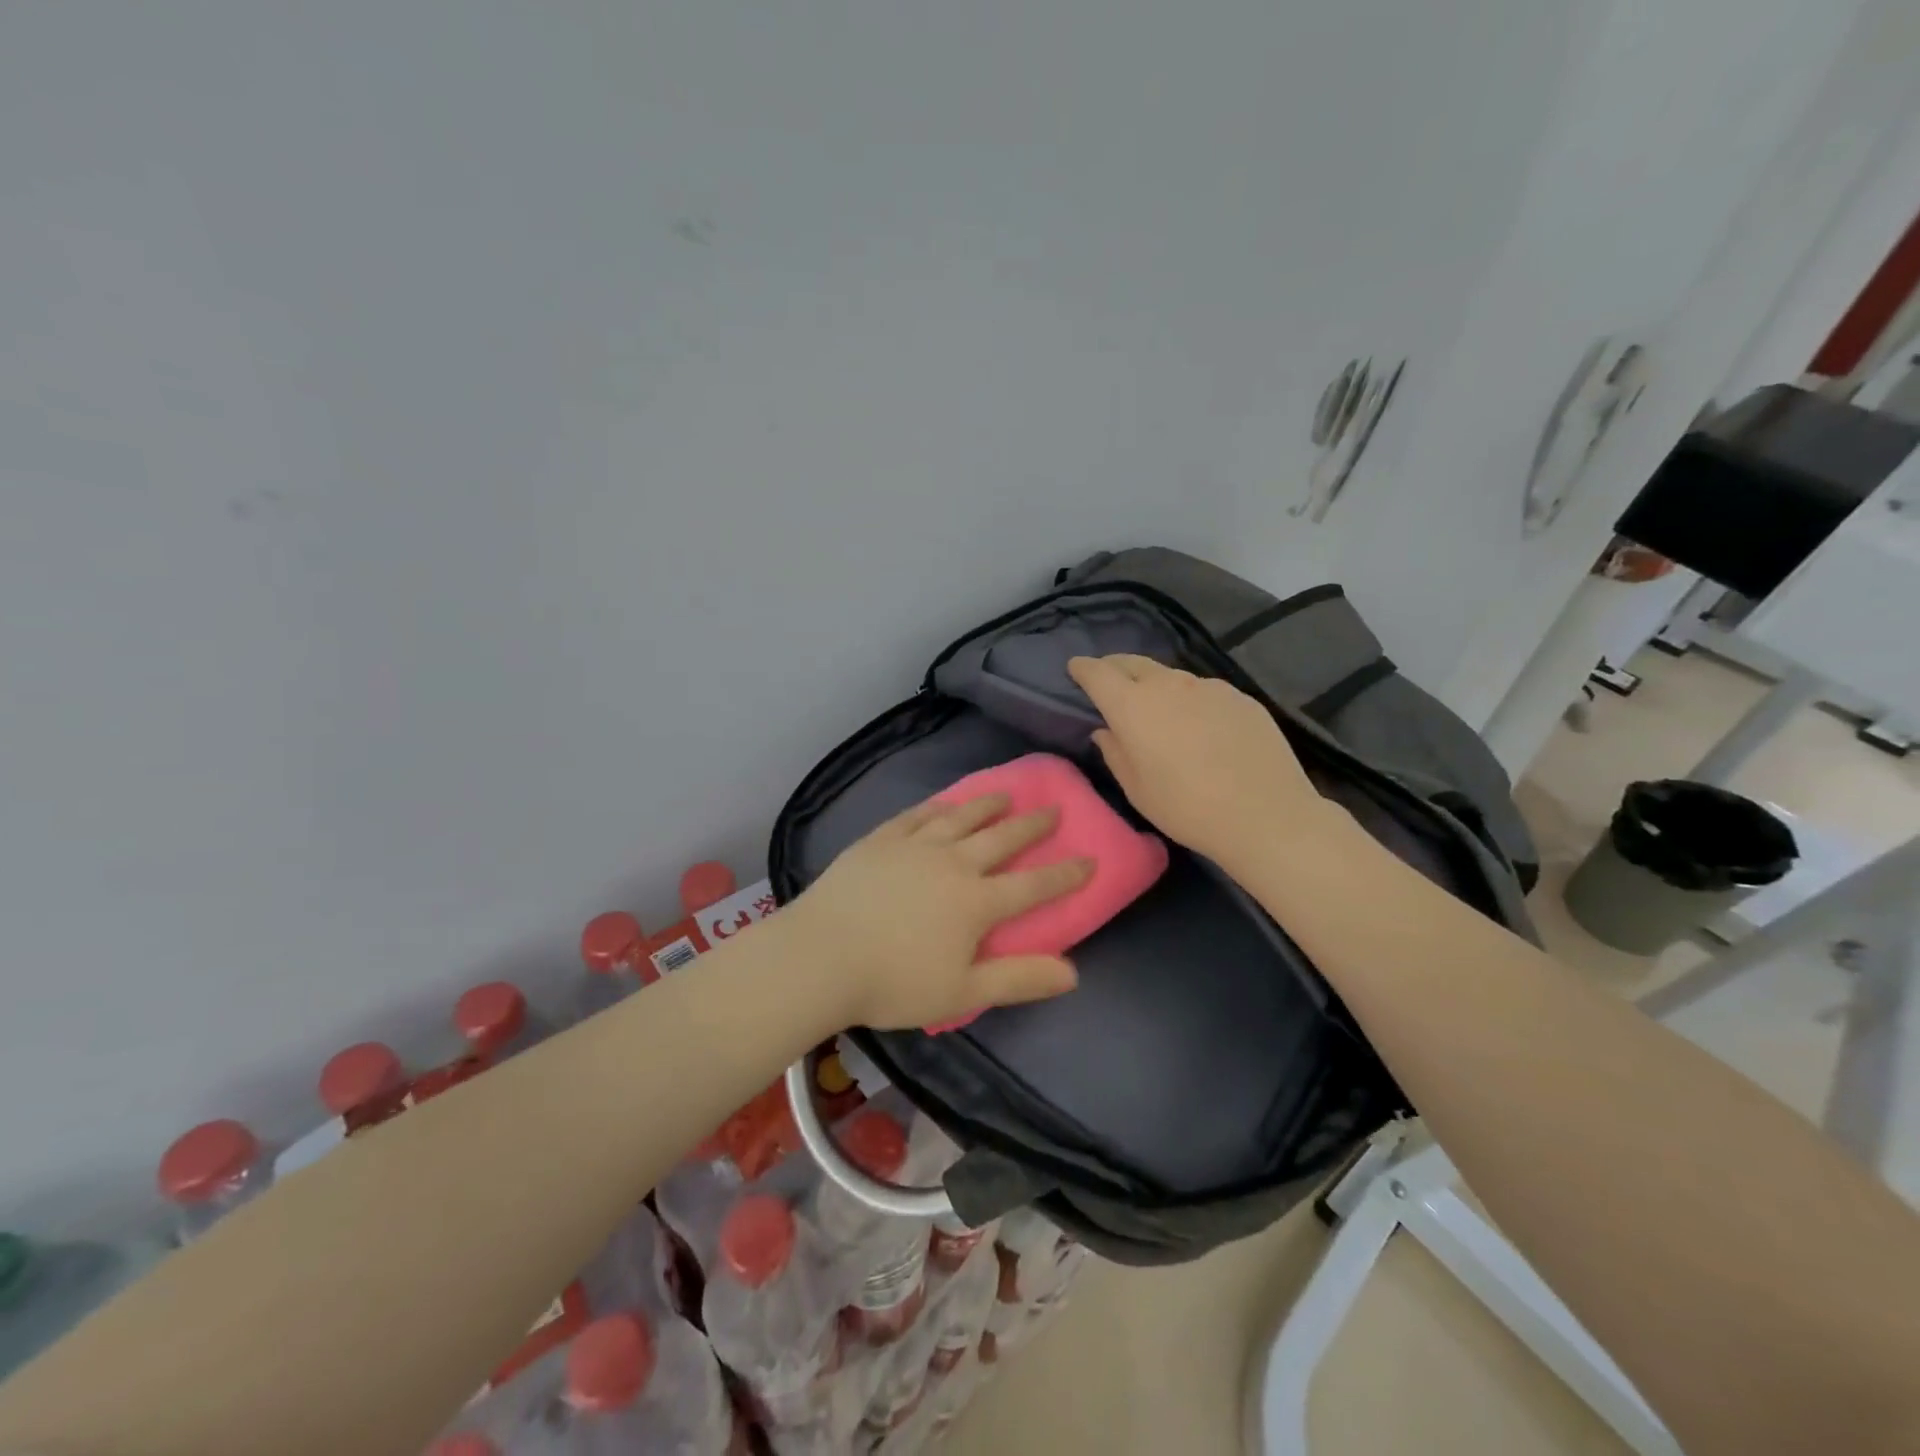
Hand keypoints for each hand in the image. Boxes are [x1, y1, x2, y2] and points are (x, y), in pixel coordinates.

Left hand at [784, 795, 1092, 1030]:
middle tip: (1053, 811)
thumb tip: (1073, 972)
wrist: (821, 956)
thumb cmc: (893, 982)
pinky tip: (944, 802)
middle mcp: (952, 863)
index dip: (1065, 874)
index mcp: (976, 902)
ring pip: (960, 817)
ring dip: (987, 805)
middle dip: (1031, 826)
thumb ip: (1019, 979)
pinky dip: (937, 805)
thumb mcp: (963, 992)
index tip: (1090, 858)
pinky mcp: (881, 839)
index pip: (1033, 885)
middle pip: (1001, 838)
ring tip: (1005, 794)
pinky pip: (917, 814)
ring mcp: (914, 846)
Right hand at [1067, 654, 1332, 873]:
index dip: (1083, 668)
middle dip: (1115, 667)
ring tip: (1158, 707)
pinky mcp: (1240, 697)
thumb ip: (1115, 753)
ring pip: (1171, 677)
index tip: (1075, 668)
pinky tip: (1201, 726)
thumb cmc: (1186, 808)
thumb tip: (1105, 731)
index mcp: (1133, 706)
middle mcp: (1168, 685)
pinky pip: (1204, 691)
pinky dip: (1191, 700)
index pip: (1098, 673)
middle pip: (1133, 663)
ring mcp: (1209, 687)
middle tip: (1109, 680)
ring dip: (1156, 685)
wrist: (1265, 815)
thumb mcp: (1137, 789)